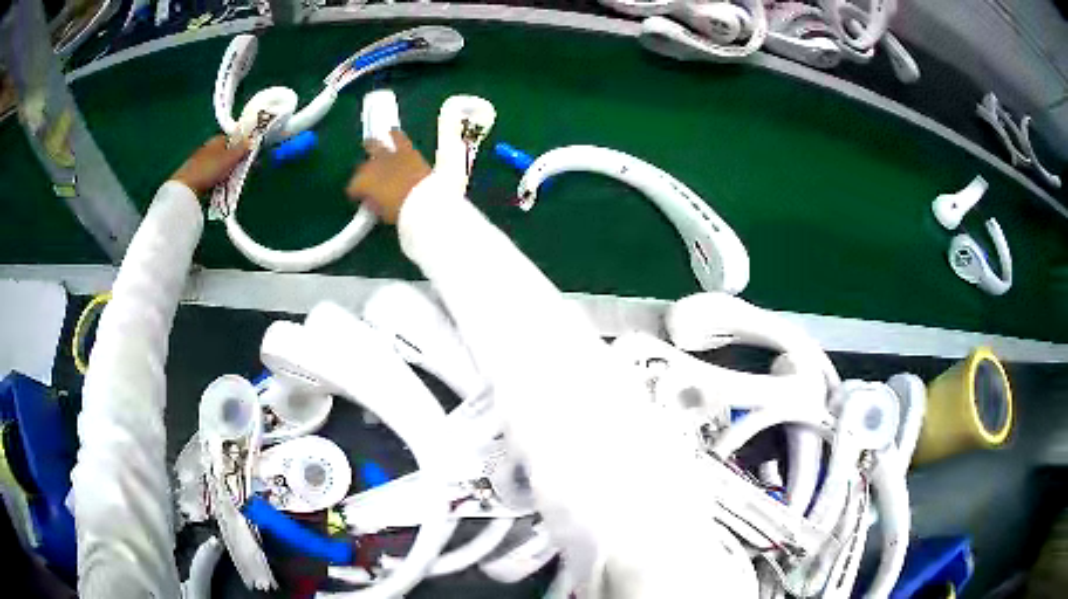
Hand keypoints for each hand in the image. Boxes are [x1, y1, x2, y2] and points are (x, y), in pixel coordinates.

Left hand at [170, 135, 249, 198]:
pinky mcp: (196, 175)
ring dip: (225, 172)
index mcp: (217, 139)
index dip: (241, 146)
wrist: (185, 188)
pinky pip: (211, 175)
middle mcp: (209, 147)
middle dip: (233, 161)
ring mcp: (201, 161)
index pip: (233, 139)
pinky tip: (217, 187)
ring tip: (229, 182)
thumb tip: (251, 140)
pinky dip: (216, 180)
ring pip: (218, 165)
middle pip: (226, 153)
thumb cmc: (208, 169)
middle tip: (239, 172)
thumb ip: (241, 149)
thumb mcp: (229, 158)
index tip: (247, 156)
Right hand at [345, 129, 431, 223]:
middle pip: (361, 164)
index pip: (353, 187)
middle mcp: (370, 165)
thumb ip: (374, 203)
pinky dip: (394, 136)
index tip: (363, 196)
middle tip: (368, 175)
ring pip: (374, 144)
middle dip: (362, 169)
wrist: (424, 199)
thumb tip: (372, 200)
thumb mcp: (383, 212)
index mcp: (362, 184)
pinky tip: (394, 133)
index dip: (358, 192)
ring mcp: (387, 155)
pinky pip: (397, 136)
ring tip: (375, 146)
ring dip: (373, 146)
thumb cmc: (401, 211)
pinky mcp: (406, 149)